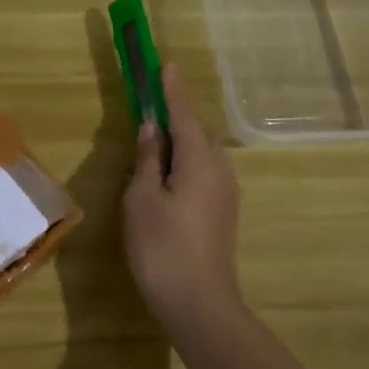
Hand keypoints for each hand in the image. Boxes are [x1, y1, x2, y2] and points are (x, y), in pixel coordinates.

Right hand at [123, 63, 243, 332]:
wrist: (200, 304)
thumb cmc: (163, 248)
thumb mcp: (143, 199)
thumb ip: (148, 159)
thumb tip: (152, 128)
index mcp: (199, 161)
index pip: (184, 115)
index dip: (172, 90)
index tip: (165, 64)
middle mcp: (219, 171)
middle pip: (197, 132)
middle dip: (176, 115)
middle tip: (151, 103)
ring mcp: (225, 194)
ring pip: (201, 154)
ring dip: (180, 140)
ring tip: (154, 138)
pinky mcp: (222, 213)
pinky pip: (203, 172)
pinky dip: (184, 162)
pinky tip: (166, 173)